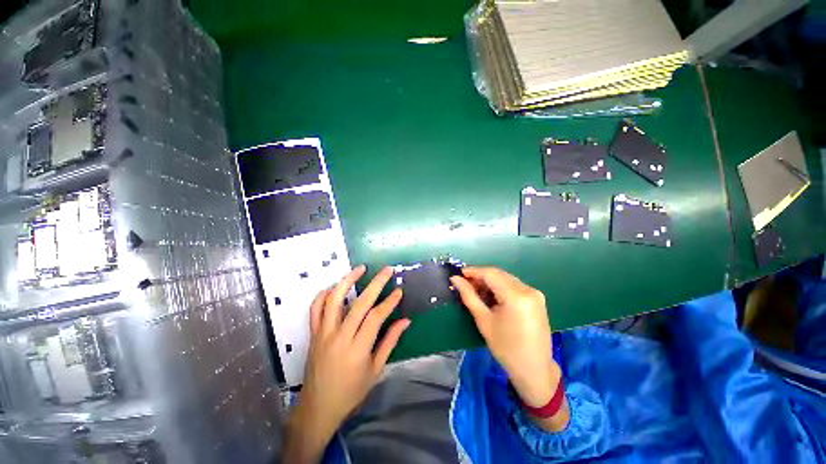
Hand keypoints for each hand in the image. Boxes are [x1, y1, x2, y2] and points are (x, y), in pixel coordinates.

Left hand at [284, 265, 409, 462]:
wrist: (318, 408)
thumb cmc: (351, 392)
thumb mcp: (375, 370)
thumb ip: (390, 342)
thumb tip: (405, 321)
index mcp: (358, 349)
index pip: (376, 317)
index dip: (389, 301)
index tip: (399, 290)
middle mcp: (340, 337)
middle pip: (359, 303)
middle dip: (376, 283)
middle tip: (387, 270)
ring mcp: (324, 333)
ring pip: (334, 300)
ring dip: (348, 280)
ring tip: (361, 269)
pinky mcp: (314, 334)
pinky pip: (315, 309)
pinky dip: (324, 294)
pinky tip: (335, 286)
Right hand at [451, 267, 565, 427]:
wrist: (534, 370)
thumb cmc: (506, 348)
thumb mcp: (484, 321)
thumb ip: (469, 296)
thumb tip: (455, 279)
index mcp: (516, 296)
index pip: (490, 274)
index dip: (473, 271)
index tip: (459, 274)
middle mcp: (528, 290)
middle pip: (499, 274)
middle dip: (480, 277)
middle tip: (465, 285)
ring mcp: (535, 293)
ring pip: (506, 279)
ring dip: (490, 282)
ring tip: (476, 292)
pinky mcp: (537, 298)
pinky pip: (514, 285)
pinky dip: (500, 287)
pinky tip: (491, 297)